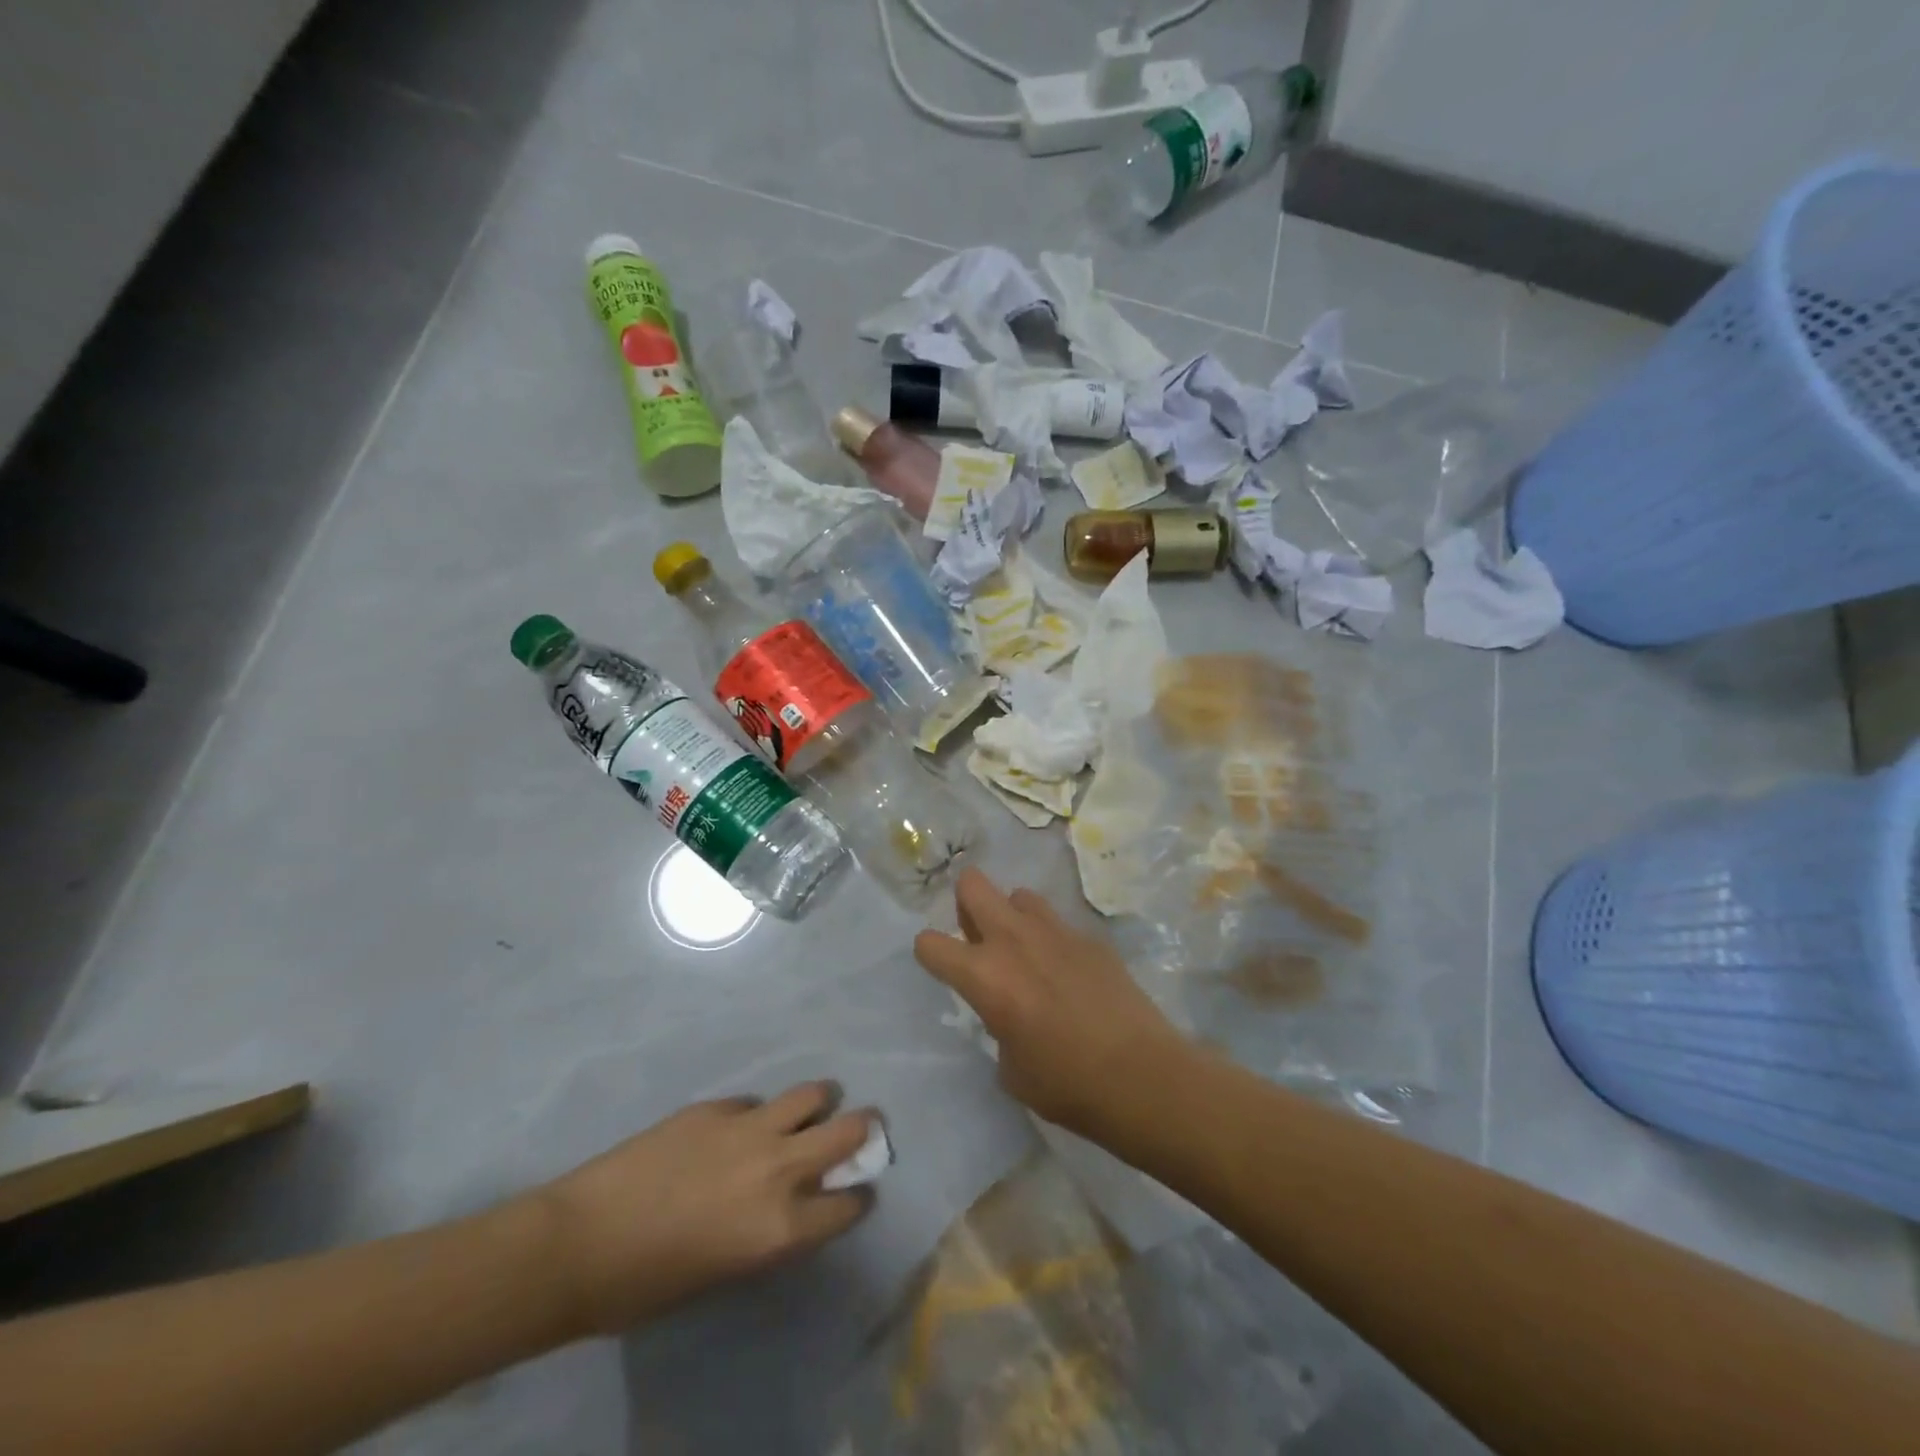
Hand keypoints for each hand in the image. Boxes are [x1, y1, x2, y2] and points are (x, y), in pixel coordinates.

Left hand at [533, 1083, 874, 1335]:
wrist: (580, 1242)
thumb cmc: (647, 1284)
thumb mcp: (726, 1272)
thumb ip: (770, 1232)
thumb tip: (793, 1203)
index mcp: (782, 1226)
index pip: (849, 1203)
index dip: (856, 1197)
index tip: (856, 1191)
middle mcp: (779, 1169)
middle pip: (848, 1130)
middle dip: (862, 1129)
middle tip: (860, 1129)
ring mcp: (749, 1128)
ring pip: (811, 1095)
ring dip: (818, 1103)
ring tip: (812, 1108)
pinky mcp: (716, 1106)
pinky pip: (753, 1102)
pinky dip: (756, 1114)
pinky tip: (736, 1128)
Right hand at [913, 868, 1184, 1133]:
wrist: (1141, 1075)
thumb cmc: (1066, 1084)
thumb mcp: (1011, 1067)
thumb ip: (998, 1026)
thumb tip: (1009, 1014)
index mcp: (984, 975)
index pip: (930, 943)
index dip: (930, 953)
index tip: (942, 967)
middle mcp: (1013, 940)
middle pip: (973, 884)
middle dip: (966, 903)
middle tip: (978, 936)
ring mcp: (1056, 931)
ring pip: (1019, 895)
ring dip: (1013, 916)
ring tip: (1026, 952)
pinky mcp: (1090, 937)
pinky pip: (1059, 924)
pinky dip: (1053, 940)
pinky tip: (1069, 974)